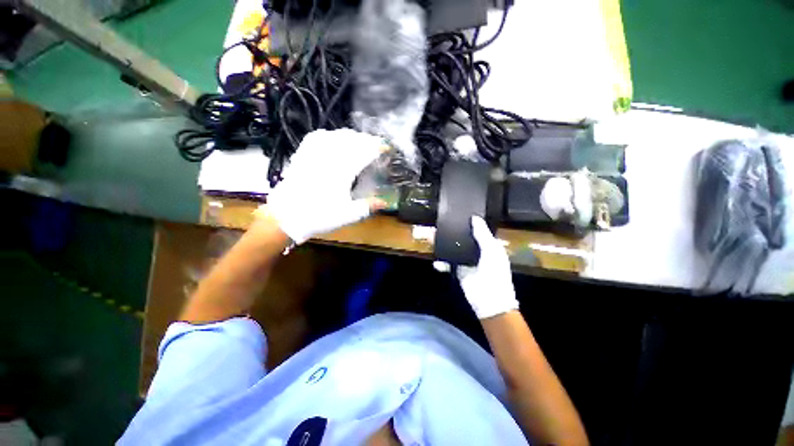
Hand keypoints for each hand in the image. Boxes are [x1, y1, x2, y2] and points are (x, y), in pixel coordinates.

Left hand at [265, 129, 384, 243]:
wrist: (287, 216)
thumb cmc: (319, 216)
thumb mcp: (347, 215)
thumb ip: (367, 206)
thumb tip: (385, 202)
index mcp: (343, 171)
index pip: (364, 152)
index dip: (377, 147)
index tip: (386, 147)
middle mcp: (329, 157)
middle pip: (351, 140)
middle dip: (366, 139)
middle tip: (376, 144)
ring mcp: (314, 154)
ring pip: (336, 135)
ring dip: (351, 136)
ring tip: (359, 141)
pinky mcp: (303, 154)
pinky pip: (317, 137)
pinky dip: (329, 134)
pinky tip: (333, 138)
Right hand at [435, 216, 517, 318]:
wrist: (489, 300)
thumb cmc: (495, 273)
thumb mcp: (492, 251)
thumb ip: (482, 235)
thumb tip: (475, 218)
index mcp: (488, 245)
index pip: (477, 231)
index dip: (468, 223)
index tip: (456, 214)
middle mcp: (477, 252)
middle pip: (463, 239)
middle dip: (452, 233)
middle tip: (440, 225)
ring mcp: (467, 262)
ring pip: (453, 250)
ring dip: (444, 245)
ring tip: (432, 237)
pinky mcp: (458, 271)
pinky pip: (448, 264)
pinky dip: (442, 263)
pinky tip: (436, 261)